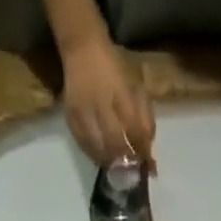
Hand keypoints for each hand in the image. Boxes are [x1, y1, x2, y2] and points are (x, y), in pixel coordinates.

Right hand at [61, 37, 155, 167]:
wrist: (83, 47)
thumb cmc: (116, 69)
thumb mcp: (137, 88)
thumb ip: (146, 120)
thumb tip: (149, 154)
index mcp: (122, 94)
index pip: (135, 131)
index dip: (143, 153)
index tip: (150, 168)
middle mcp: (101, 103)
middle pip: (116, 143)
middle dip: (127, 162)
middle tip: (134, 173)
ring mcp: (83, 110)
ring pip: (98, 148)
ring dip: (111, 164)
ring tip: (119, 171)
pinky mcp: (70, 115)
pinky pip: (83, 144)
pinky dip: (95, 157)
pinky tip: (103, 161)